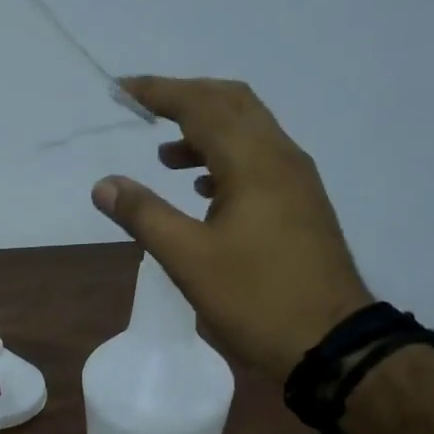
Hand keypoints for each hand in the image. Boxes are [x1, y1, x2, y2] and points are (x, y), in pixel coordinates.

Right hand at [91, 78, 371, 382]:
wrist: (329, 342)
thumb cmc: (255, 299)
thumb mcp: (189, 260)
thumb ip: (144, 215)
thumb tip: (104, 184)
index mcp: (254, 162)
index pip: (202, 105)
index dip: (159, 92)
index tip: (122, 91)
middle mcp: (281, 158)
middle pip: (233, 103)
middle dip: (187, 99)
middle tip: (145, 109)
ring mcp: (297, 182)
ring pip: (250, 132)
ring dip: (206, 131)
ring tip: (166, 156)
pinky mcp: (302, 206)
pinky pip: (261, 161)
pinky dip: (226, 159)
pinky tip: (205, 189)